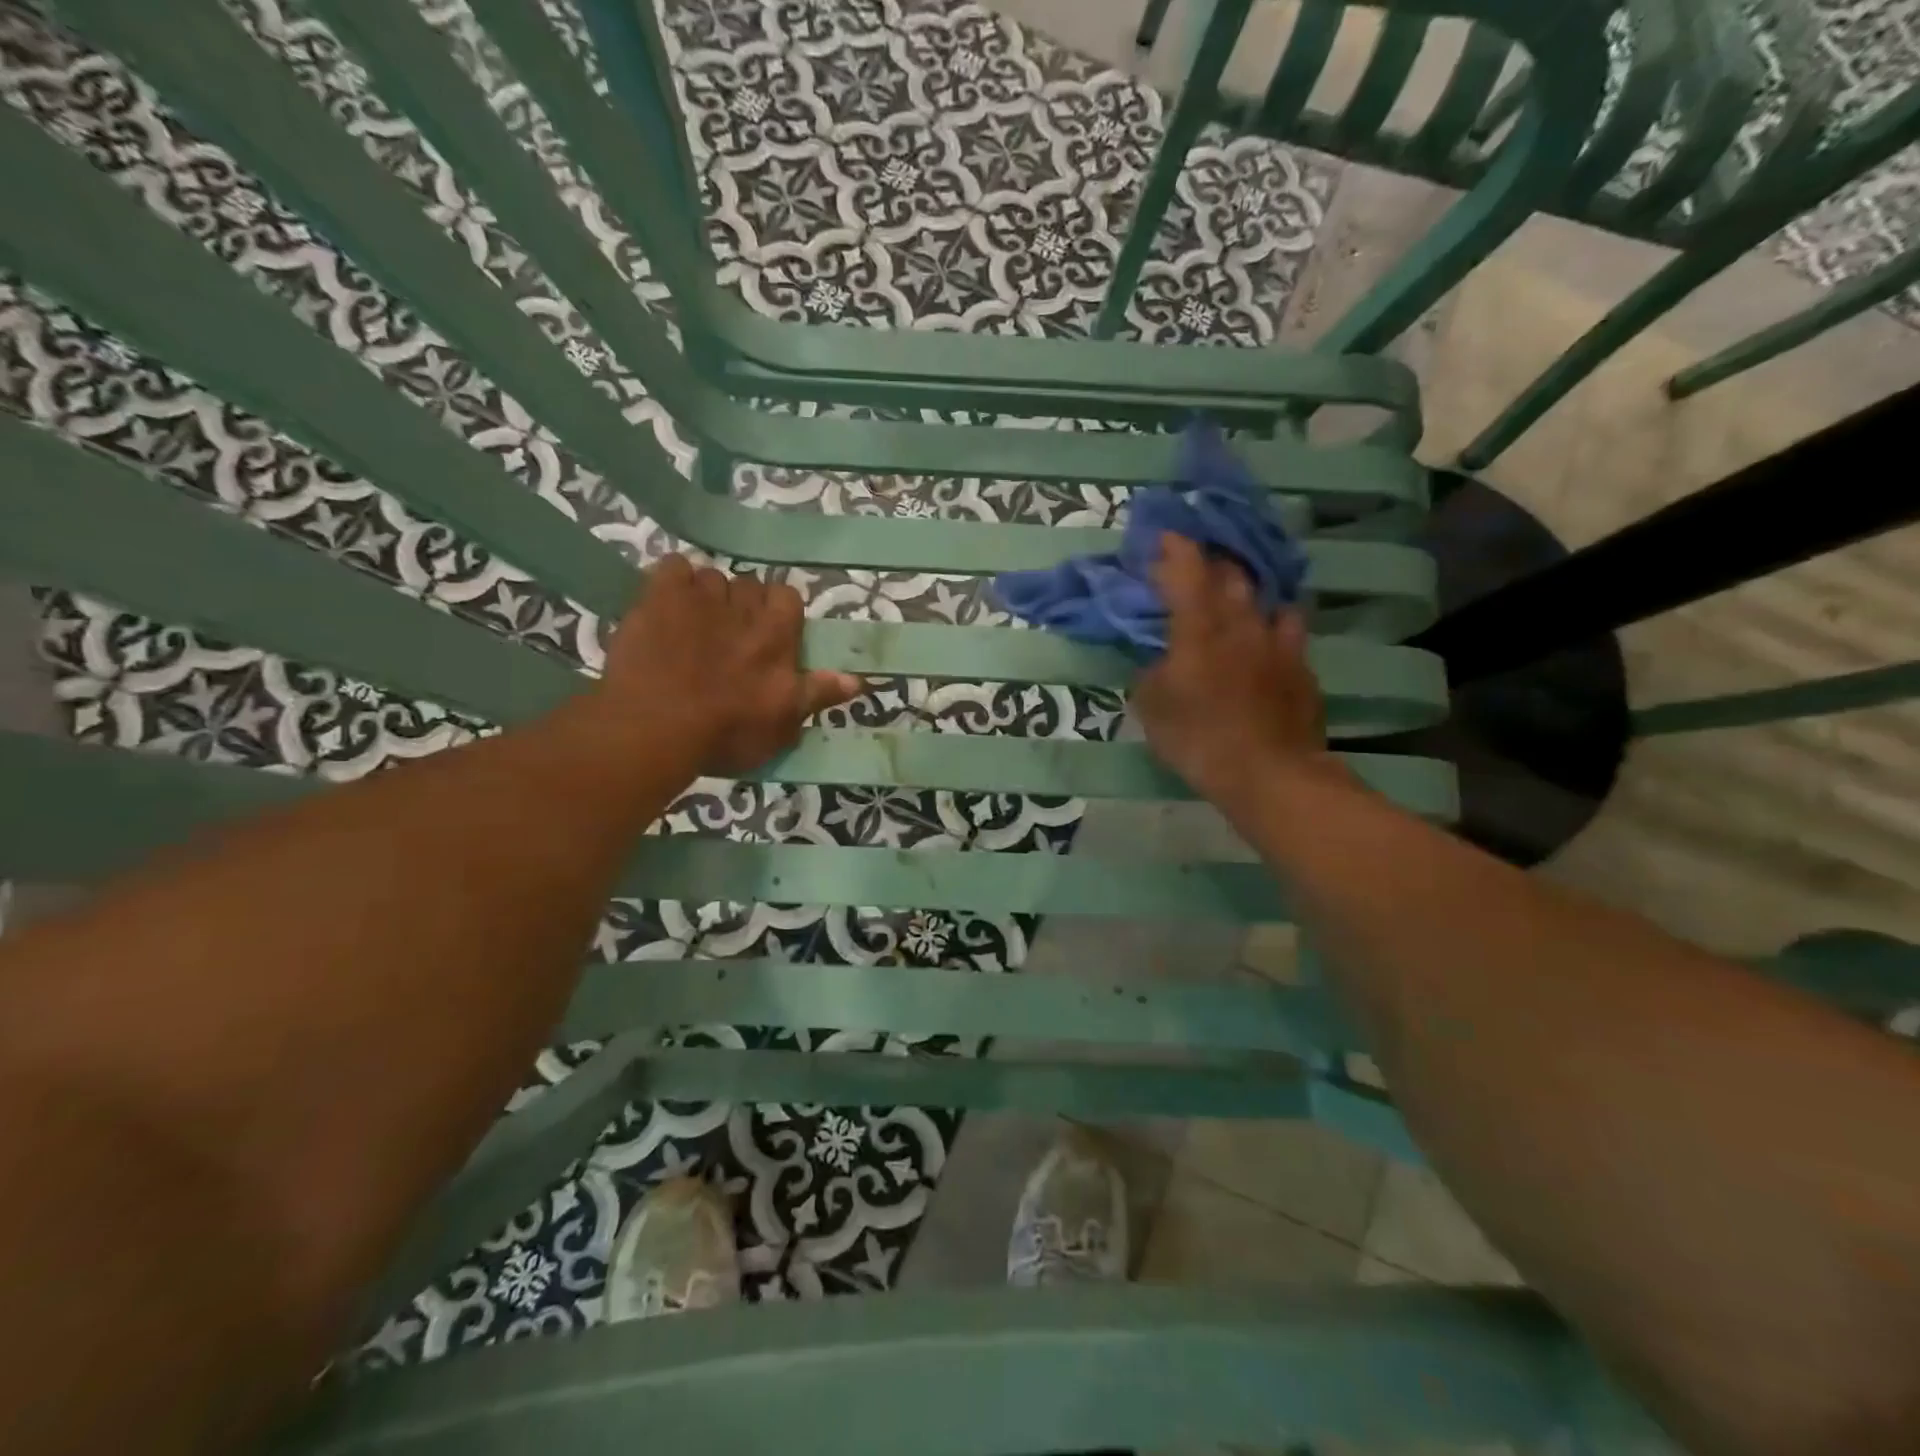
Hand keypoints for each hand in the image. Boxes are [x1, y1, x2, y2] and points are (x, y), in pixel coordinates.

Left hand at [597, 555, 861, 775]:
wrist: (655, 727)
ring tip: (694, 625)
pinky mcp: (658, 596)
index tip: (769, 635)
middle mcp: (744, 607)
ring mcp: (700, 598)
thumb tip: (857, 679)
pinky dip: (674, 581)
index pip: (788, 598)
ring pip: (712, 577)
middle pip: (750, 585)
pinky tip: (667, 604)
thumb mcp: (783, 724)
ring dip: (708, 595)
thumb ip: (817, 694)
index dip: (779, 613)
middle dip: (743, 604)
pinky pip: (673, 567)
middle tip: (730, 636)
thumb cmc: (726, 732)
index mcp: (776, 635)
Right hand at [1135, 533, 1342, 802]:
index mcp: (1199, 629)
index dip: (1174, 547)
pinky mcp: (1301, 665)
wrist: (1269, 773)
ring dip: (1246, 589)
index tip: (1164, 535)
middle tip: (1195, 565)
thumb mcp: (1152, 709)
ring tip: (1235, 595)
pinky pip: (1288, 629)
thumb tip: (1156, 659)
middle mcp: (1241, 623)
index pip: (1186, 570)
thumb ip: (1149, 674)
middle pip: (1230, 574)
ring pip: (1264, 597)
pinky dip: (1273, 623)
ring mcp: (1277, 642)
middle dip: (1210, 562)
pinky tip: (1267, 636)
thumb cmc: (1199, 739)